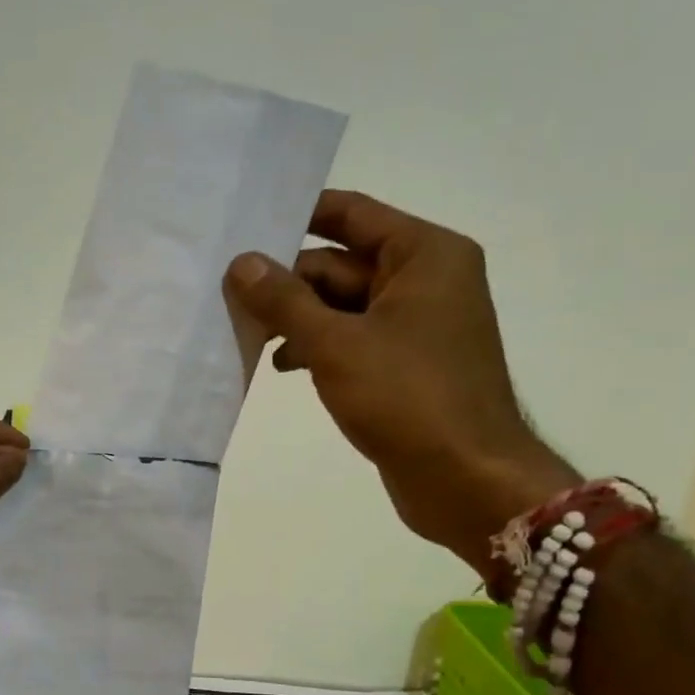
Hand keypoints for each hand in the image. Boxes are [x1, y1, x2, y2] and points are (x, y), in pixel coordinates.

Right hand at [225, 189, 577, 572]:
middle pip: (340, 263)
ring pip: (341, 305)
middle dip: (287, 282)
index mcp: (424, 255)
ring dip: (296, 319)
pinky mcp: (404, 364)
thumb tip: (241, 262)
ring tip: (248, 338)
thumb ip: (284, 300)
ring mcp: (415, 324)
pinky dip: (316, 346)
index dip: (297, 216)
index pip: (351, 214)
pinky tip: (281, 366)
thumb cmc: (407, 398)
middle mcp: (424, 280)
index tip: (244, 226)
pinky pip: (351, 338)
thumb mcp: (335, 344)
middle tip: (228, 297)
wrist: (465, 480)